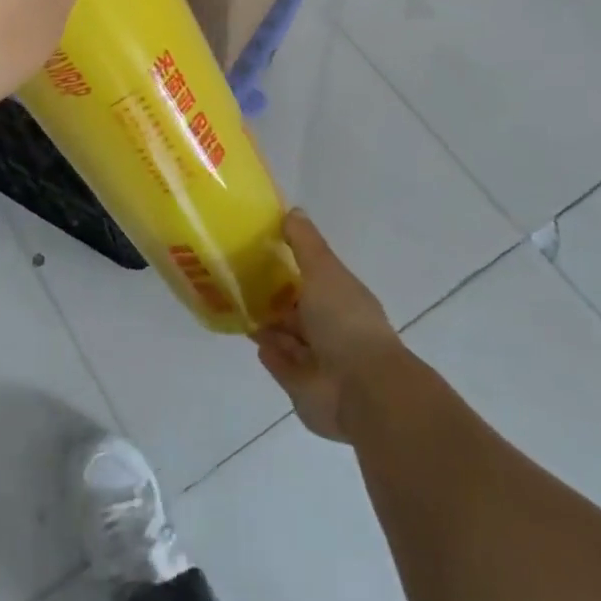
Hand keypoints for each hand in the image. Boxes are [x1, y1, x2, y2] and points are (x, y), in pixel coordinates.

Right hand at [253, 211, 403, 441]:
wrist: (361, 390)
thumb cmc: (344, 321)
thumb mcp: (324, 270)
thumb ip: (305, 243)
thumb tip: (293, 211)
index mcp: (340, 297)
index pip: (312, 277)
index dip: (288, 265)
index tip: (259, 251)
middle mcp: (331, 328)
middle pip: (297, 309)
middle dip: (274, 297)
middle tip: (239, 280)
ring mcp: (318, 361)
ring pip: (287, 337)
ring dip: (269, 325)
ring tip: (239, 308)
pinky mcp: (303, 388)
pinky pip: (282, 366)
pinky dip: (271, 354)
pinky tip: (255, 342)